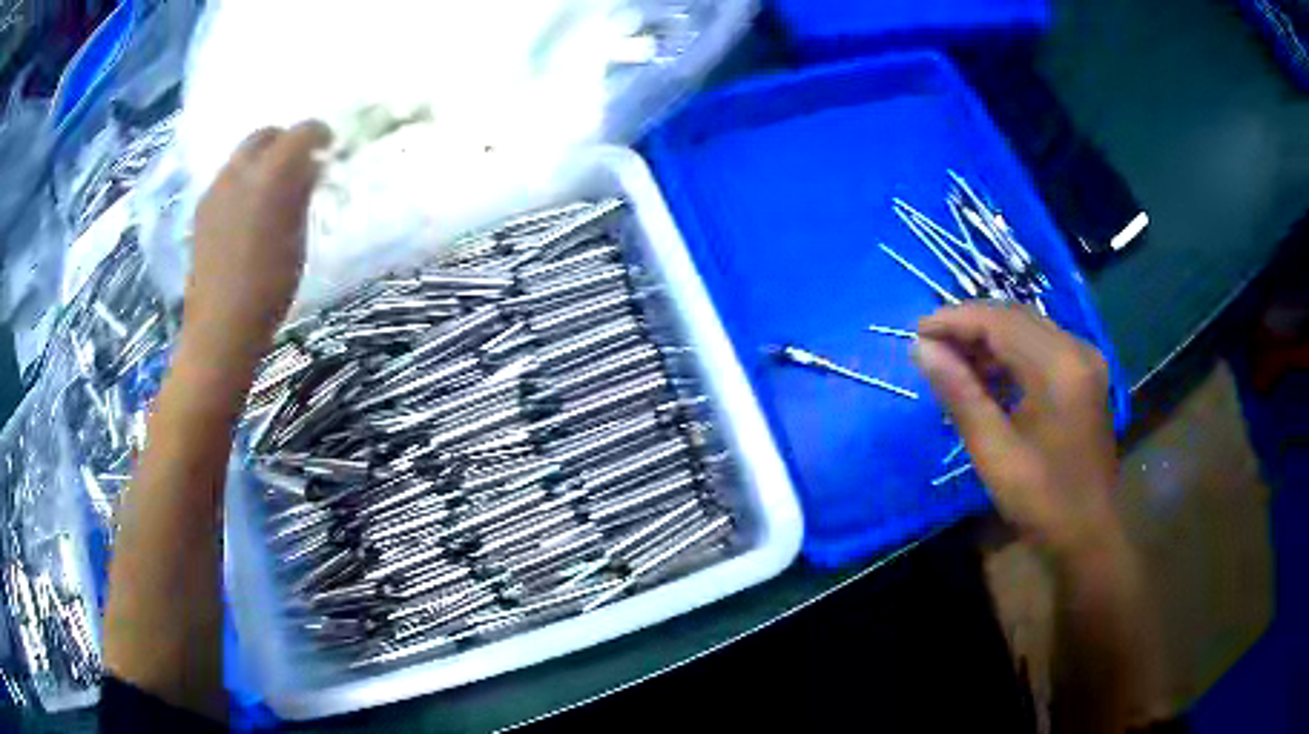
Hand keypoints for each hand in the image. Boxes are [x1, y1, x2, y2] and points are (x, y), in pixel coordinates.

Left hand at [187, 121, 331, 360]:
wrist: (220, 327)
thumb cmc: (269, 287)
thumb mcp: (298, 238)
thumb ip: (302, 194)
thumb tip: (310, 167)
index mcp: (271, 174)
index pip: (301, 132)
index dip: (319, 135)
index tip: (329, 148)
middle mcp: (240, 170)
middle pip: (266, 134)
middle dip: (286, 141)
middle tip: (300, 163)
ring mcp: (216, 188)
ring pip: (243, 155)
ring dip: (262, 160)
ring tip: (272, 189)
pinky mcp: (202, 208)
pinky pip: (228, 178)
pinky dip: (243, 180)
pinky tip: (248, 210)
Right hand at [913, 303, 1119, 555]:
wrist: (1090, 536)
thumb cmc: (1043, 501)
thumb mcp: (995, 453)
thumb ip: (960, 394)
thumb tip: (921, 350)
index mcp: (1059, 366)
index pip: (1000, 321)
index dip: (955, 320)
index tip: (915, 333)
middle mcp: (1077, 349)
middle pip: (1015, 317)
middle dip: (969, 326)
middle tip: (928, 347)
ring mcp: (1084, 361)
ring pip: (1027, 330)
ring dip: (988, 340)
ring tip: (951, 363)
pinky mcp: (1084, 377)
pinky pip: (1040, 348)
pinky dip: (1009, 355)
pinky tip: (985, 378)